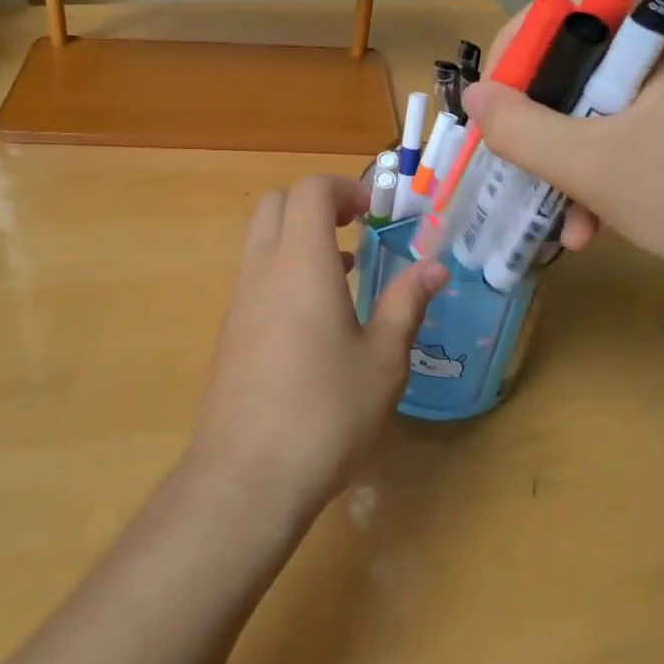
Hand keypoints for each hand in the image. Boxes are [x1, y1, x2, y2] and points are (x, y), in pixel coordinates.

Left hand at [188, 175, 447, 520]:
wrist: (246, 476)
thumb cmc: (325, 413)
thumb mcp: (382, 361)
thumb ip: (406, 306)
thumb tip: (433, 269)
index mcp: (301, 263)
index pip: (309, 190)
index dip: (344, 187)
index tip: (376, 213)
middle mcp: (262, 270)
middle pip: (276, 204)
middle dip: (317, 203)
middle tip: (357, 229)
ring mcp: (239, 301)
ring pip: (262, 240)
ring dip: (300, 238)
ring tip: (346, 272)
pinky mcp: (230, 331)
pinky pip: (256, 276)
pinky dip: (285, 271)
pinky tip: (317, 319)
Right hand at [462, 0, 663, 305]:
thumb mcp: (592, 166)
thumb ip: (520, 129)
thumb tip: (473, 97)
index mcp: (662, 37)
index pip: (568, 8)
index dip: (518, 47)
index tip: (496, 101)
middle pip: (580, 65)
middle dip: (540, 122)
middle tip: (517, 160)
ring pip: (601, 111)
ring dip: (568, 161)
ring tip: (560, 217)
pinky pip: (631, 138)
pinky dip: (603, 174)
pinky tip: (594, 225)